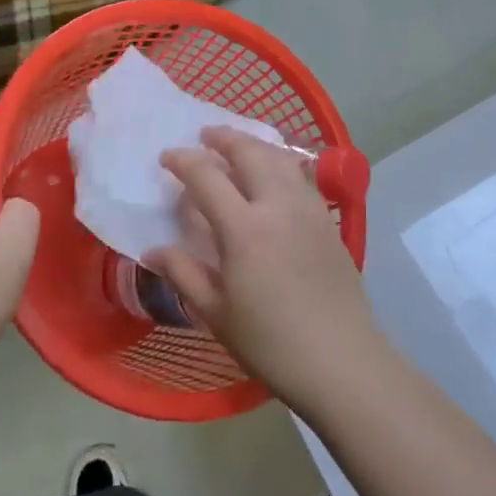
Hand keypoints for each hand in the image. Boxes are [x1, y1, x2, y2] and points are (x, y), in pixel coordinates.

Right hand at [149, 128, 380, 411]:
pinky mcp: (329, 221)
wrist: (341, 360)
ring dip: (255, 144)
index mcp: (244, 229)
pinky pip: (302, 176)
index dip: (184, 161)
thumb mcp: (216, 313)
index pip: (207, 177)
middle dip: (224, 138)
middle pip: (250, 153)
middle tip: (204, 136)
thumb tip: (154, 249)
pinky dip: (282, 162)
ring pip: (281, 158)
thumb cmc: (271, 343)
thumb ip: (184, 273)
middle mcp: (278, 206)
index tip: (167, 157)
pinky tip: (274, 173)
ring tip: (238, 146)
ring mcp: (309, 210)